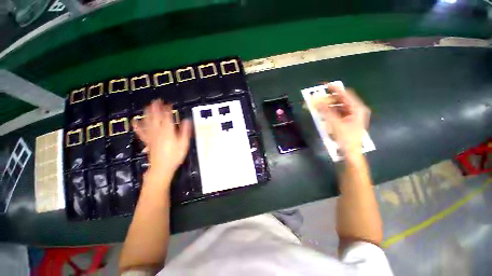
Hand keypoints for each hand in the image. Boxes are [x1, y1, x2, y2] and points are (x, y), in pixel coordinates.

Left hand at [132, 100, 191, 178]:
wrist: (162, 167)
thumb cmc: (175, 156)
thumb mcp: (184, 144)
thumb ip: (185, 131)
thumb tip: (187, 120)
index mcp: (168, 131)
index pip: (167, 117)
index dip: (168, 110)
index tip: (169, 104)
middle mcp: (158, 131)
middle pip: (156, 117)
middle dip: (156, 108)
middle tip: (157, 100)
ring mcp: (151, 136)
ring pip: (148, 122)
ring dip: (147, 113)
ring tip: (147, 106)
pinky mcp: (147, 141)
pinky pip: (141, 132)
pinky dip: (137, 126)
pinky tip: (134, 121)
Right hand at [314, 84, 369, 157]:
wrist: (350, 153)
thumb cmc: (345, 138)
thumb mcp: (334, 123)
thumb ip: (325, 110)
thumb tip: (315, 100)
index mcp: (357, 108)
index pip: (345, 94)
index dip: (335, 89)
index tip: (324, 85)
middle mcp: (356, 110)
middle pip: (342, 100)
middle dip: (329, 98)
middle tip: (318, 99)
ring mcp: (352, 116)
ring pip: (339, 107)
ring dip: (328, 105)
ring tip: (319, 106)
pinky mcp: (347, 122)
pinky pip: (338, 113)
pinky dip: (330, 112)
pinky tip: (323, 114)